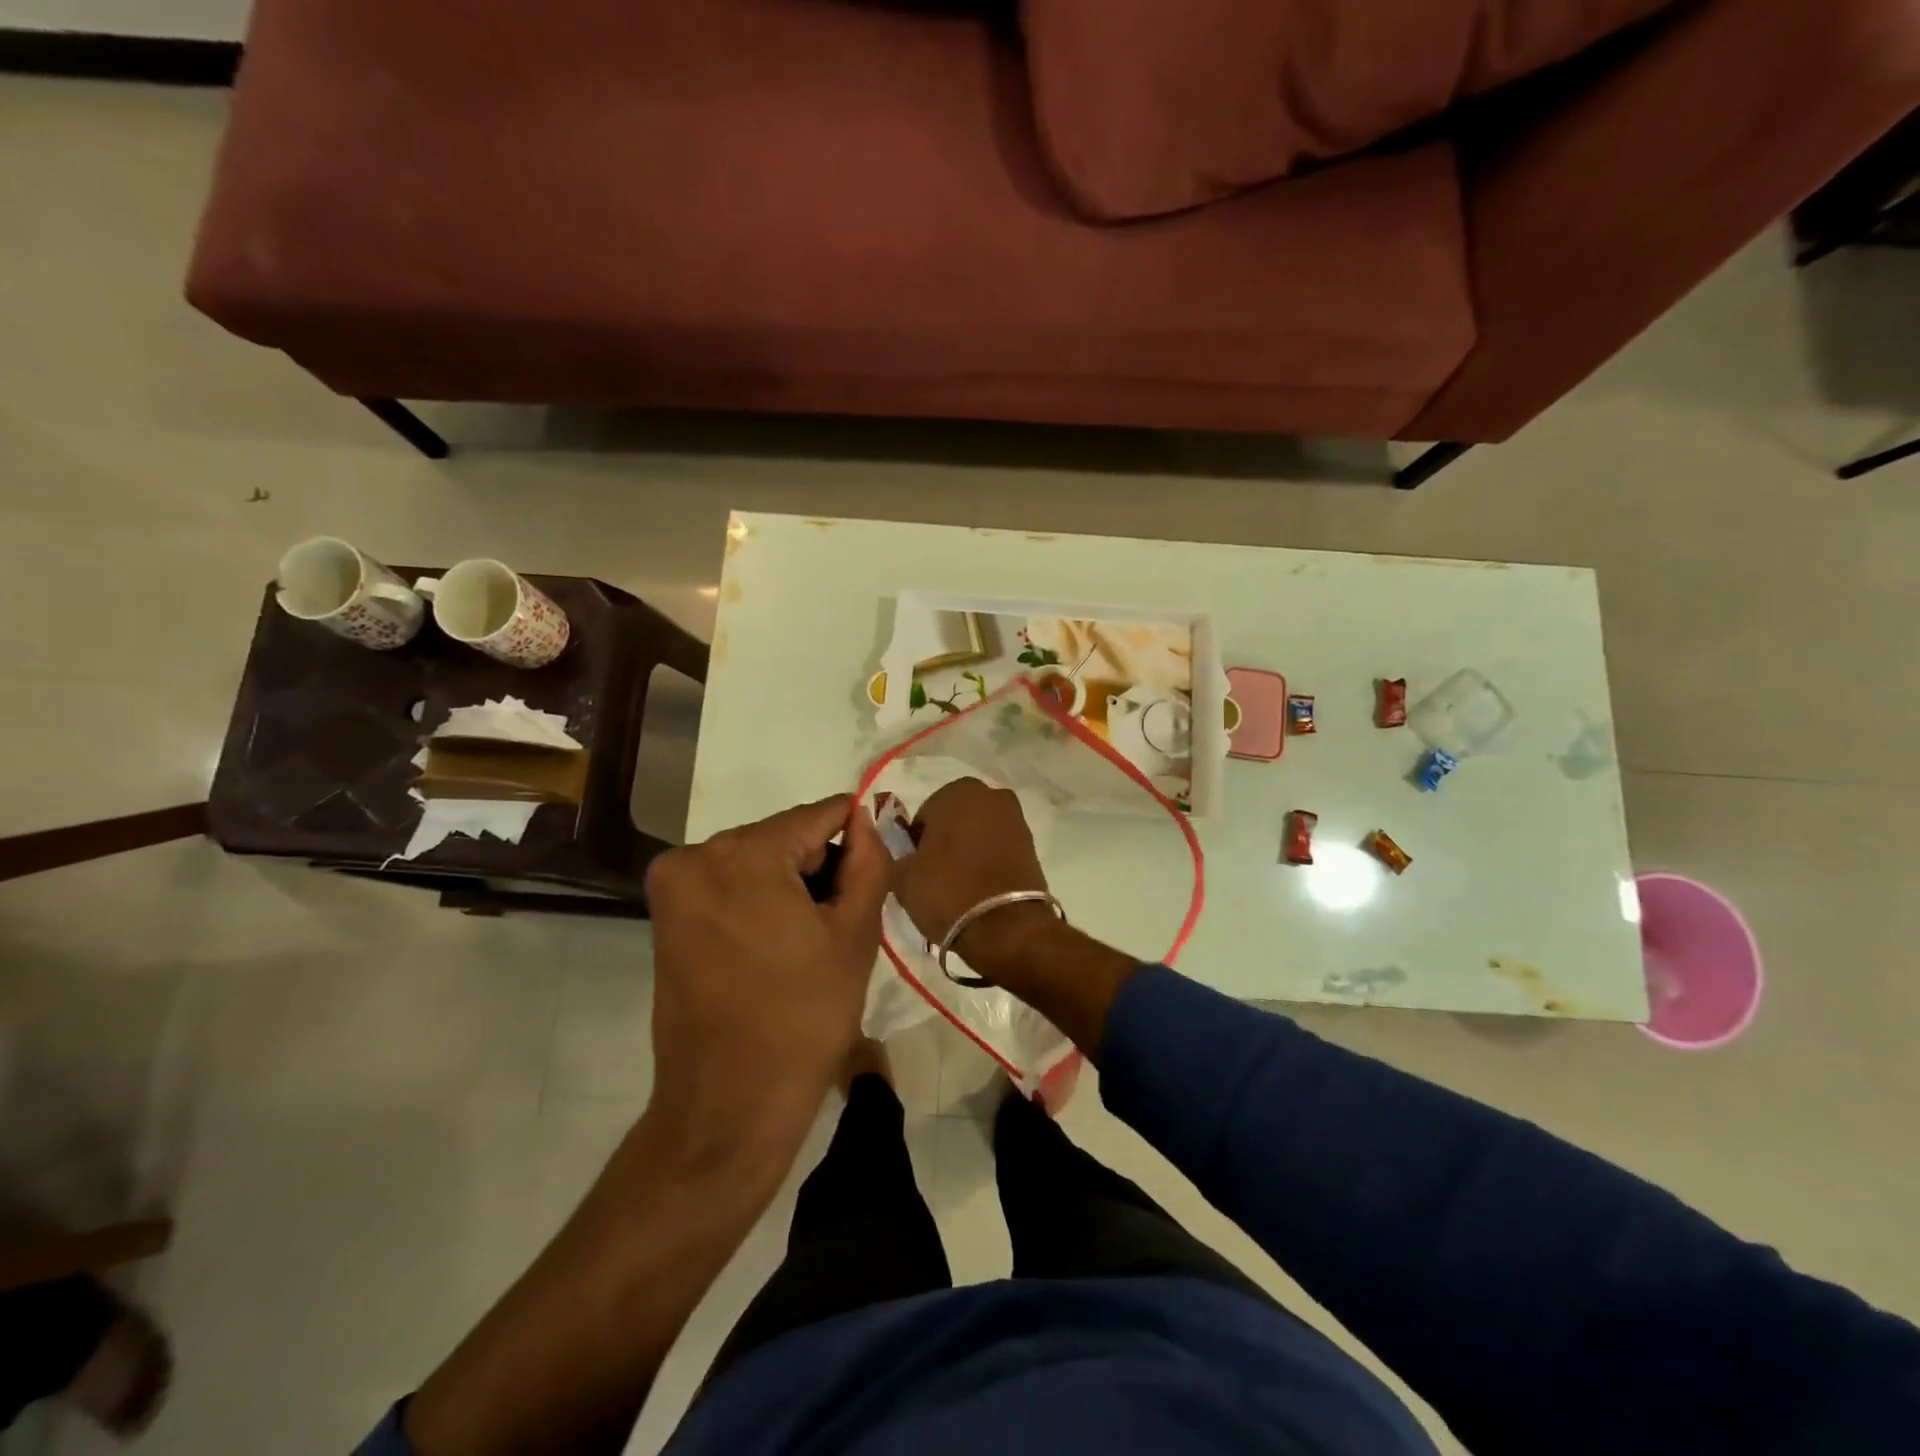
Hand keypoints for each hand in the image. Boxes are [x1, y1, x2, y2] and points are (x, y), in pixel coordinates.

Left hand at [644, 796, 890, 1161]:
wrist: (729, 1104)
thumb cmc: (804, 1018)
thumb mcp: (855, 934)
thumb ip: (869, 862)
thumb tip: (864, 817)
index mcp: (745, 853)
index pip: (819, 816)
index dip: (855, 838)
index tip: (873, 873)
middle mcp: (697, 855)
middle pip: (783, 837)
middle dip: (818, 866)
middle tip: (842, 920)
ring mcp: (674, 886)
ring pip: (756, 860)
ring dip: (789, 883)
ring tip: (810, 939)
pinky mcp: (666, 916)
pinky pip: (728, 884)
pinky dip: (758, 899)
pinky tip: (777, 943)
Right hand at [892, 776, 1138, 1055]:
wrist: (1008, 928)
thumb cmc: (948, 892)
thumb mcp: (902, 876)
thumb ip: (892, 853)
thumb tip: (897, 851)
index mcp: (957, 791)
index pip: (923, 815)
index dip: (915, 845)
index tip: (916, 870)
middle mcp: (991, 795)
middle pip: (953, 821)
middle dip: (944, 843)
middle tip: (935, 878)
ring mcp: (1016, 819)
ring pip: (977, 834)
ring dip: (966, 853)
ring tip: (958, 888)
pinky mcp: (1031, 846)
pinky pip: (998, 850)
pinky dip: (987, 864)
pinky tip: (979, 890)